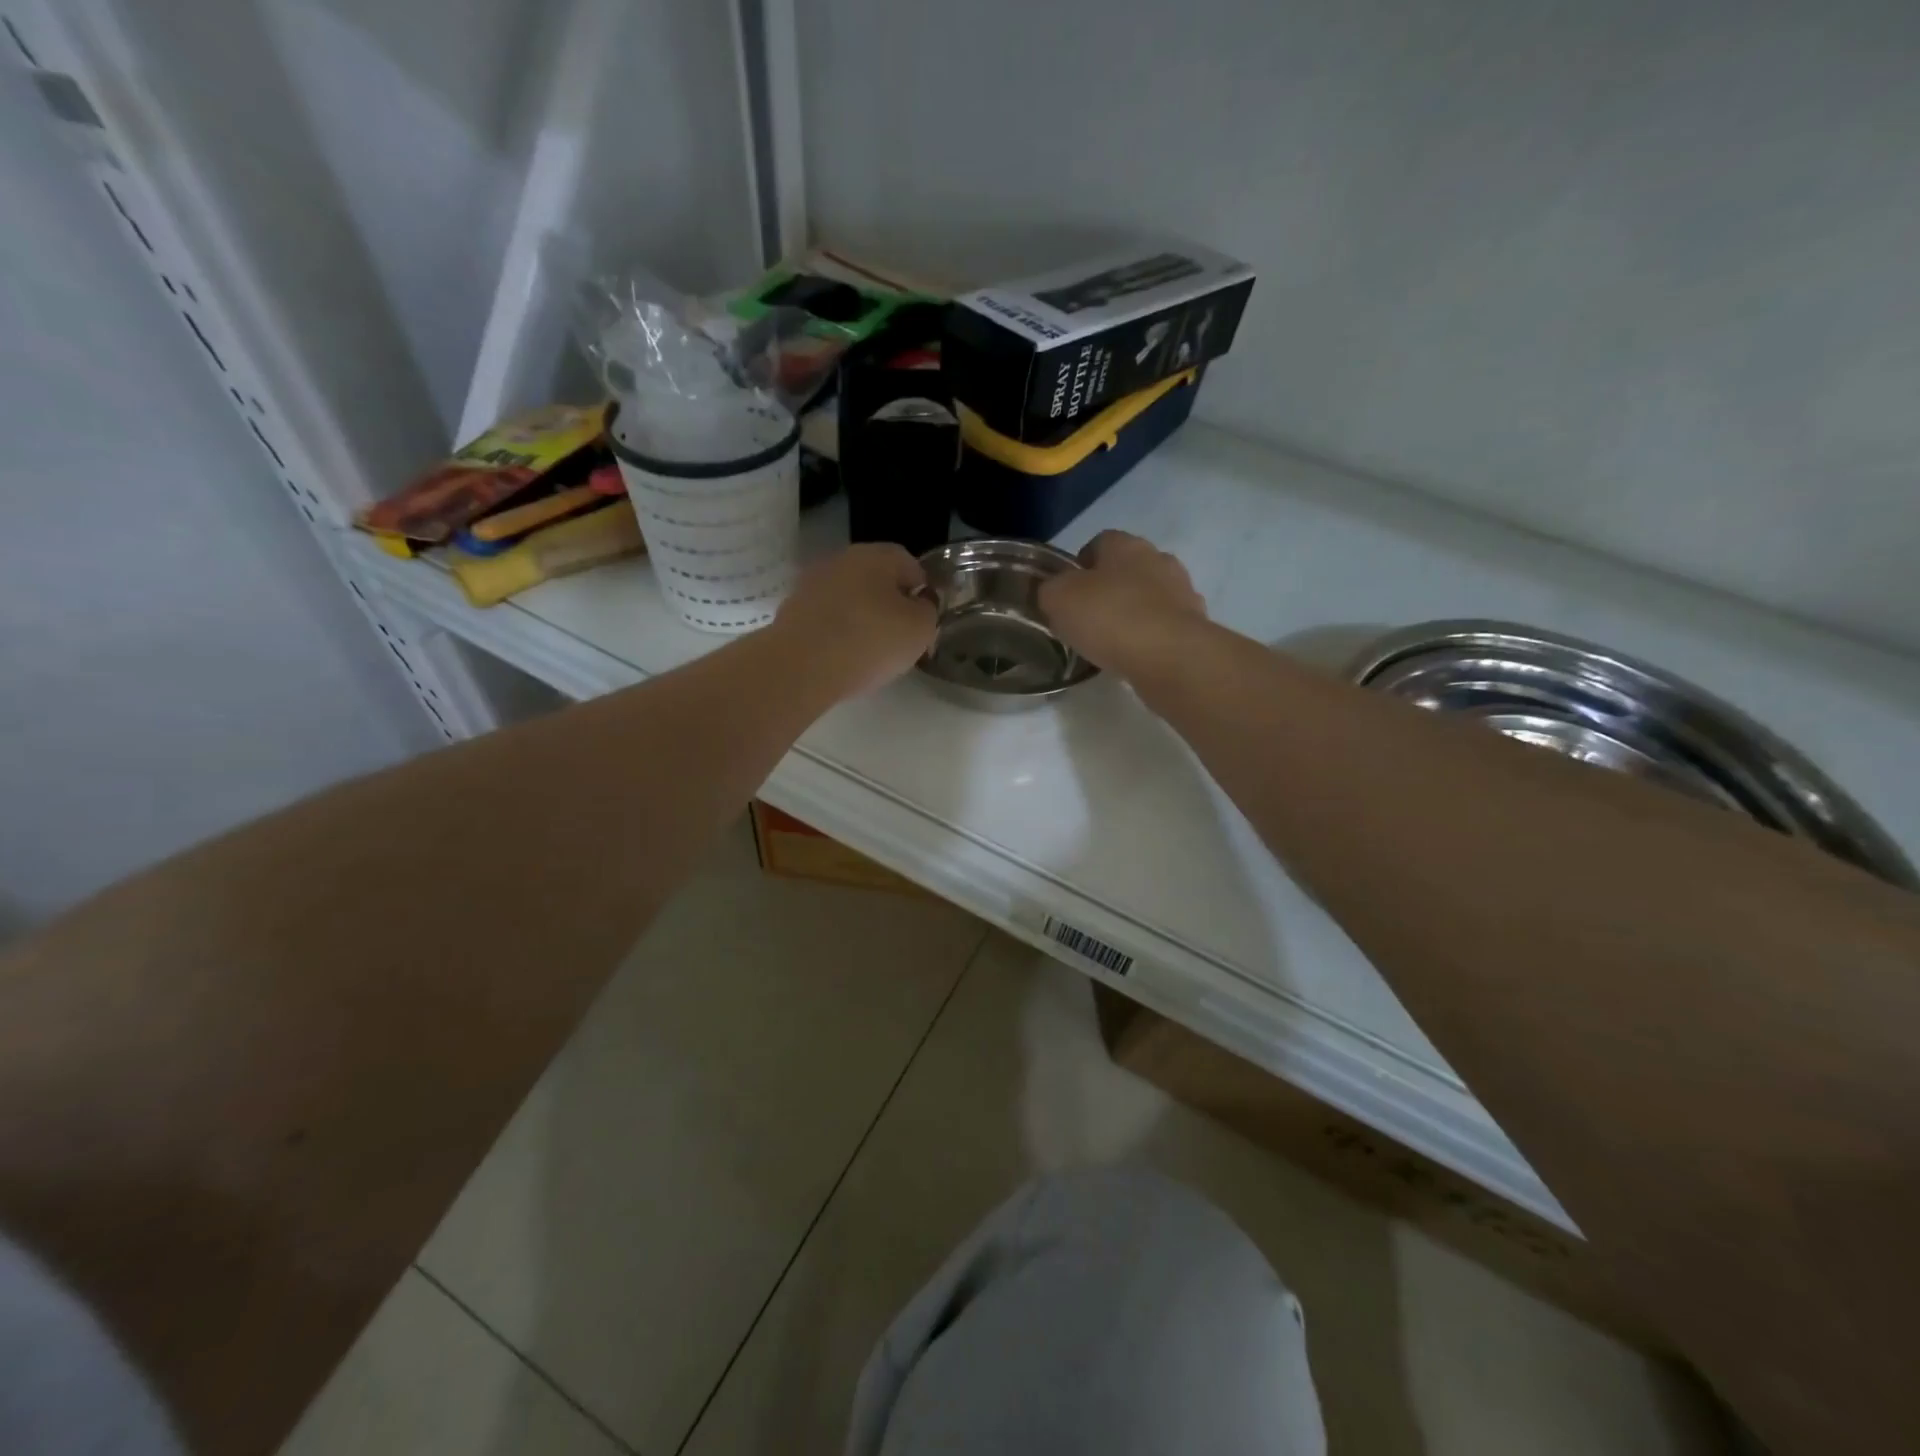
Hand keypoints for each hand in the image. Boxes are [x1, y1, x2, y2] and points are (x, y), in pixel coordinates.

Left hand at [770, 542, 937, 698]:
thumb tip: (919, 603)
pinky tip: (841, 658)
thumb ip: (927, 610)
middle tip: (898, 639)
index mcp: (877, 555)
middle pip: (876, 580)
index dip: (922, 593)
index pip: (910, 565)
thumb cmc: (870, 641)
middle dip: (889, 605)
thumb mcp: (920, 629)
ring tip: (868, 653)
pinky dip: (836, 633)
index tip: (923, 622)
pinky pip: (825, 619)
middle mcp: (842, 560)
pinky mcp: (791, 610)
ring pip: (848, 599)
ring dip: (860, 619)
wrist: (801, 667)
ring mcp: (811, 584)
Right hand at [1039, 530, 1208, 679]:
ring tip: (1113, 642)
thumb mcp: (1058, 600)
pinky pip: (1165, 625)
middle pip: (1128, 568)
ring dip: (1134, 612)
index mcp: (1125, 545)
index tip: (1068, 592)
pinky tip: (1136, 656)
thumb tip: (1054, 592)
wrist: (1170, 656)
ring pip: (1150, 596)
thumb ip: (1051, 590)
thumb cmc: (1109, 618)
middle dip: (1110, 588)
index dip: (1080, 565)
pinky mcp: (1196, 624)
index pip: (1099, 542)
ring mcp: (1183, 591)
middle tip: (1088, 618)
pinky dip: (1151, 636)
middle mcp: (1159, 559)